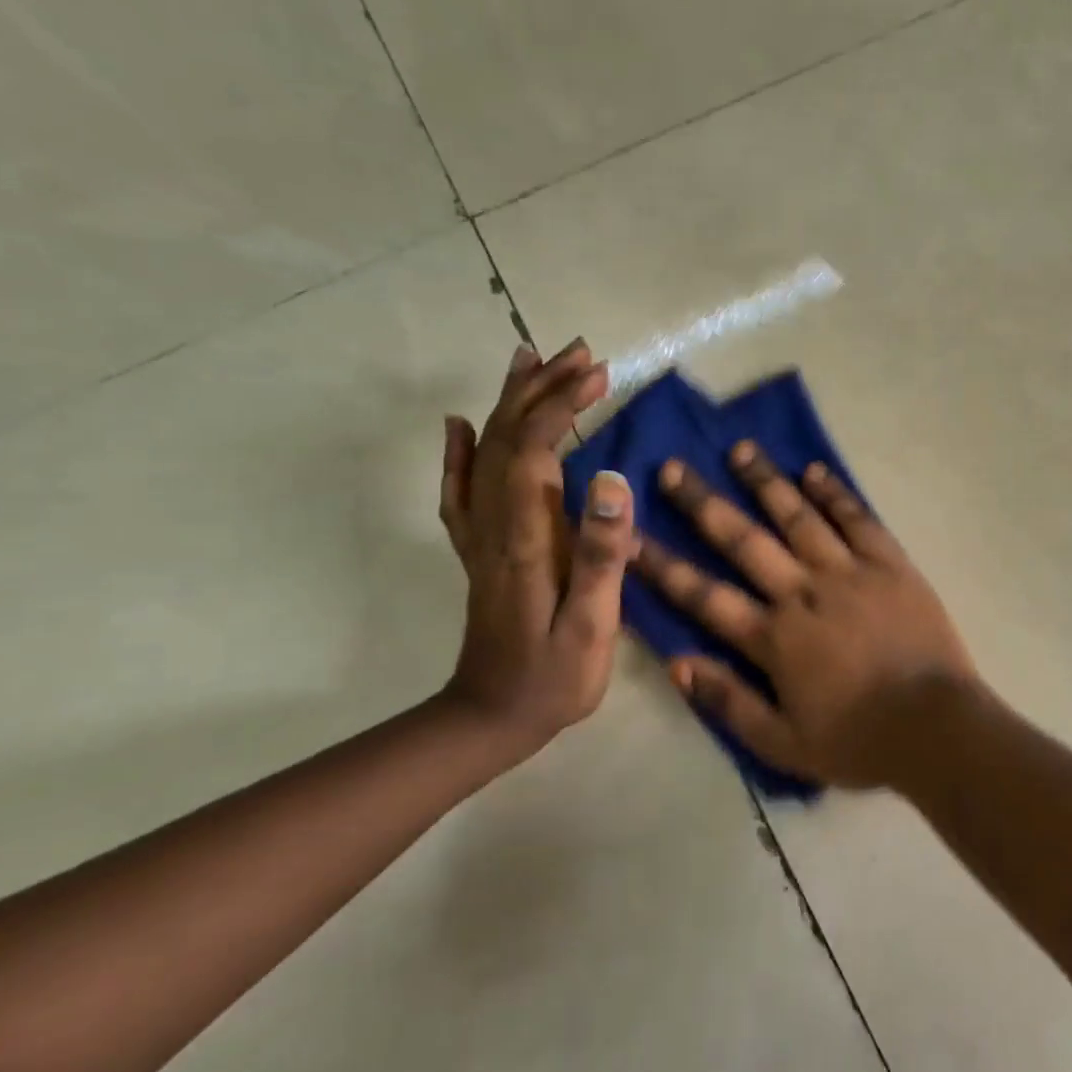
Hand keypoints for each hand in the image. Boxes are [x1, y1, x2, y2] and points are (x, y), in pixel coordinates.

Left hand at [437, 338, 635, 759]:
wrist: (491, 718)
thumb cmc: (554, 676)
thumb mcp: (592, 624)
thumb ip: (601, 553)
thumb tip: (612, 480)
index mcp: (525, 537)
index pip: (536, 449)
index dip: (563, 405)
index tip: (598, 374)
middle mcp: (495, 524)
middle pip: (508, 438)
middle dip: (543, 389)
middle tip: (579, 352)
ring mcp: (481, 536)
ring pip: (485, 452)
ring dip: (510, 403)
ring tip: (529, 359)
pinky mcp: (480, 551)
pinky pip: (461, 490)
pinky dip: (460, 450)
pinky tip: (460, 425)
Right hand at [633, 442, 978, 788]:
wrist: (936, 727)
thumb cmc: (859, 741)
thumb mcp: (783, 744)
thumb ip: (728, 702)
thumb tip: (676, 662)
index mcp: (775, 637)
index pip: (704, 595)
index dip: (662, 566)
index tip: (629, 534)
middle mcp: (804, 593)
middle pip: (745, 540)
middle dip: (703, 503)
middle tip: (672, 467)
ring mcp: (849, 572)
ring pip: (799, 517)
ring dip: (766, 482)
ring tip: (741, 449)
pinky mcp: (890, 564)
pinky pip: (858, 520)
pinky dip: (834, 493)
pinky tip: (813, 470)